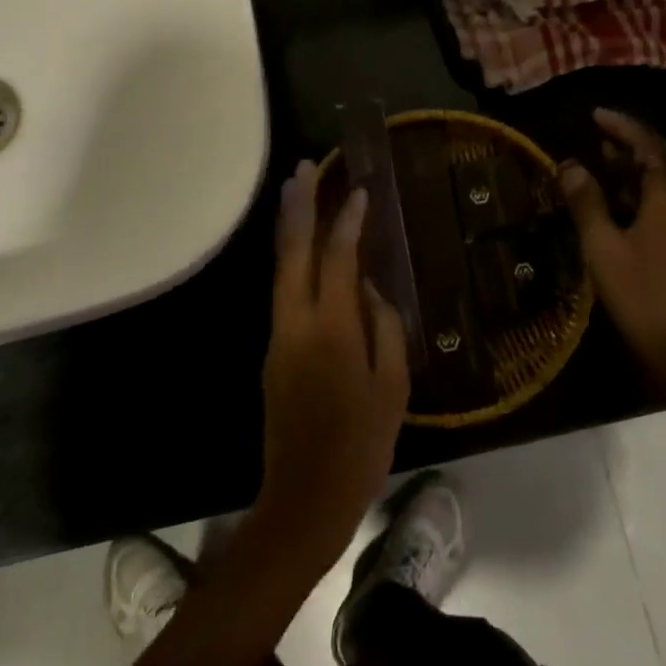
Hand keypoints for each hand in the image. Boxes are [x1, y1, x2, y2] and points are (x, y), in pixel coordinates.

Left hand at [257, 160, 409, 570]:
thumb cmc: (362, 445)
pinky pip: (283, 288)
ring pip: (281, 267)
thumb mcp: (393, 386)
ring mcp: (278, 335)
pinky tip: (303, 246)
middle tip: (305, 167)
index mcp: (332, 329)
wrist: (304, 498)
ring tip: (296, 190)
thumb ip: (384, 326)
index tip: (360, 191)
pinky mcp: (273, 349)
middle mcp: (297, 322)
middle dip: (298, 205)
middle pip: (293, 250)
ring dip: (288, 225)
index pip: (339, 257)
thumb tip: (370, 288)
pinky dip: (291, 256)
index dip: (349, 221)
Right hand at [558, 109, 665, 403]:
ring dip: (640, 164)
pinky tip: (624, 198)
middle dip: (633, 141)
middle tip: (599, 134)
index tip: (596, 114)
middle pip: (665, 159)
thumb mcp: (602, 248)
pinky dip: (648, 187)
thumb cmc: (637, 296)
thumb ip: (586, 202)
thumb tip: (571, 165)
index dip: (623, 127)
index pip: (650, 148)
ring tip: (605, 159)